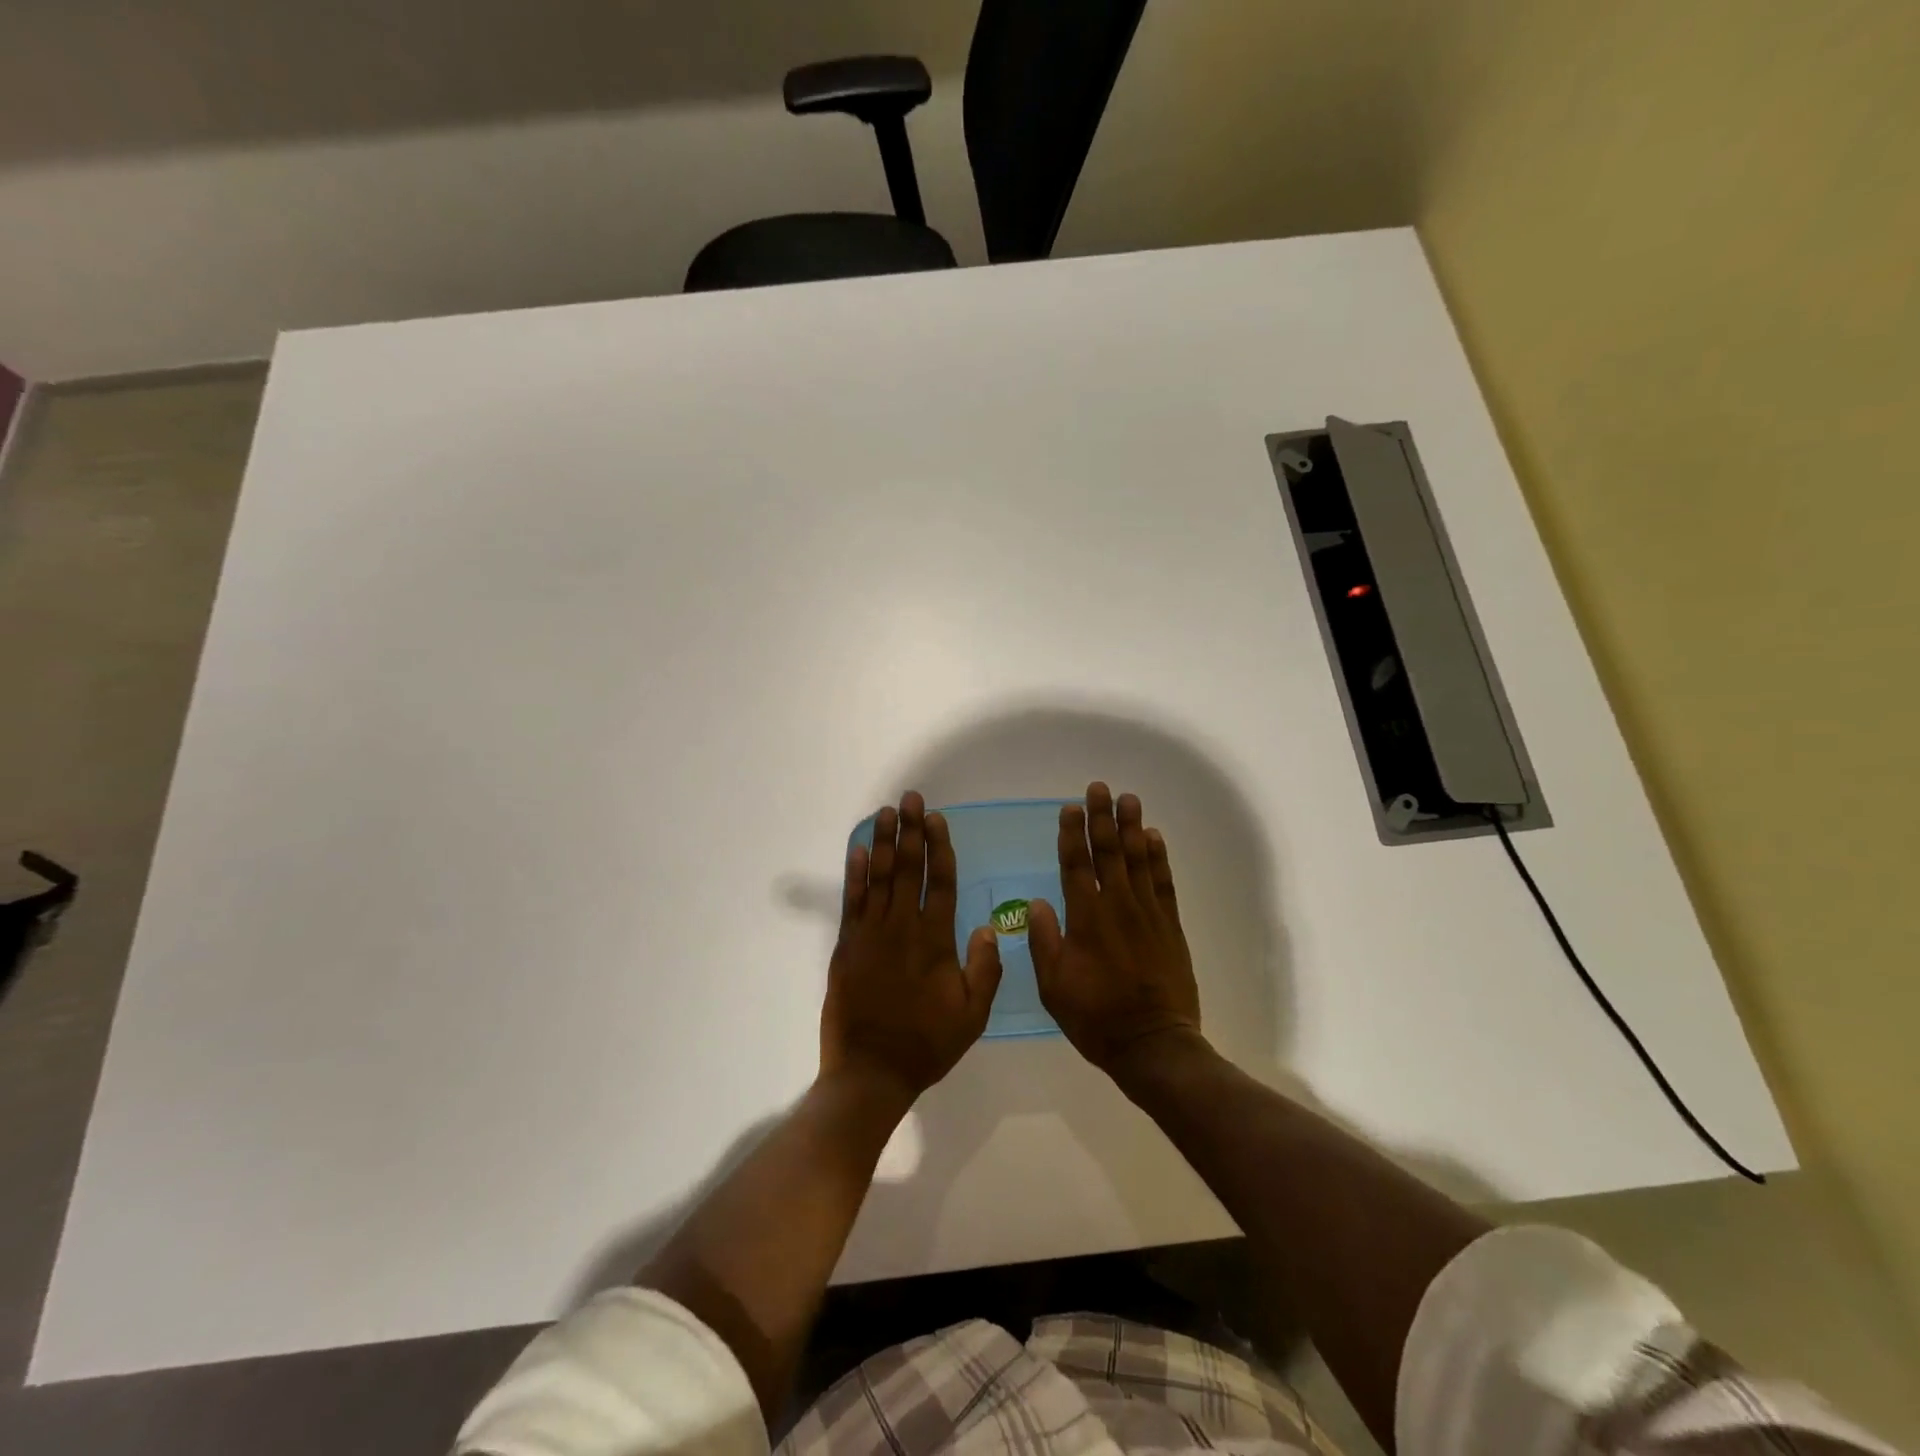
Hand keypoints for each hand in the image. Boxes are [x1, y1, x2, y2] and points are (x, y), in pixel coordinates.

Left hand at [820, 791, 1003, 1104]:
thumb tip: (987, 927)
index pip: (941, 882)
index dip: (939, 847)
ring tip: (886, 812)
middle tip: (911, 798)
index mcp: (935, 940)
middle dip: (910, 830)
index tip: (936, 819)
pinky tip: (857, 850)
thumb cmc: (926, 1044)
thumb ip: (984, 970)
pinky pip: (851, 900)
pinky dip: (854, 873)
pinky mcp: (846, 945)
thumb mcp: (972, 1016)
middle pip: (908, 868)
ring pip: (878, 877)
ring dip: (883, 842)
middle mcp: (902, 927)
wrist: (870, 1071)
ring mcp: (870, 933)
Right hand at [1030, 782, 1202, 1075]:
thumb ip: (1045, 941)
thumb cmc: (1096, 1017)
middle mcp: (1117, 907)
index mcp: (1086, 920)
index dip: (1072, 835)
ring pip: (1138, 861)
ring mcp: (1147, 915)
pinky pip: (1164, 883)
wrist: (1153, 1044)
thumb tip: (1038, 902)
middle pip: (1108, 853)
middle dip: (1102, 818)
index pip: (1076, 866)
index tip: (1070, 808)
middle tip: (1099, 787)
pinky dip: (1159, 858)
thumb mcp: (1054, 986)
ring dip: (1132, 828)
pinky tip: (1154, 838)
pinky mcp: (1169, 927)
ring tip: (1128, 799)